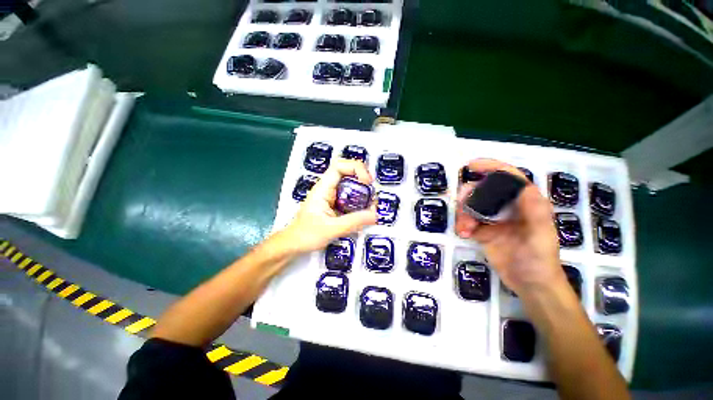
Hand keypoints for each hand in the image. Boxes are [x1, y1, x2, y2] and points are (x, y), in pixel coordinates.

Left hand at [280, 158, 376, 252]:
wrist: (295, 244)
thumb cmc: (306, 235)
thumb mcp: (331, 229)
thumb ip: (353, 222)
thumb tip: (374, 214)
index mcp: (323, 189)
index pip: (339, 166)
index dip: (356, 168)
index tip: (367, 182)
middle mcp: (328, 189)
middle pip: (348, 172)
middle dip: (363, 179)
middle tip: (372, 194)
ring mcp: (333, 196)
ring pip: (351, 185)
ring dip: (363, 192)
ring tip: (371, 205)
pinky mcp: (336, 204)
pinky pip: (351, 197)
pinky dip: (361, 202)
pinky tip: (364, 212)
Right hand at [455, 159, 565, 295]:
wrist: (531, 285)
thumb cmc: (540, 259)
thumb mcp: (541, 235)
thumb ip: (534, 211)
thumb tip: (523, 186)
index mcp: (526, 202)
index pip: (508, 177)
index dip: (491, 167)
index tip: (471, 166)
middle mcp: (508, 207)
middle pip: (483, 190)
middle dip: (470, 196)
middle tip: (462, 207)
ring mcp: (494, 219)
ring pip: (471, 206)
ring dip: (463, 214)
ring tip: (464, 229)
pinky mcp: (484, 231)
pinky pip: (467, 221)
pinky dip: (462, 225)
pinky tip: (464, 234)